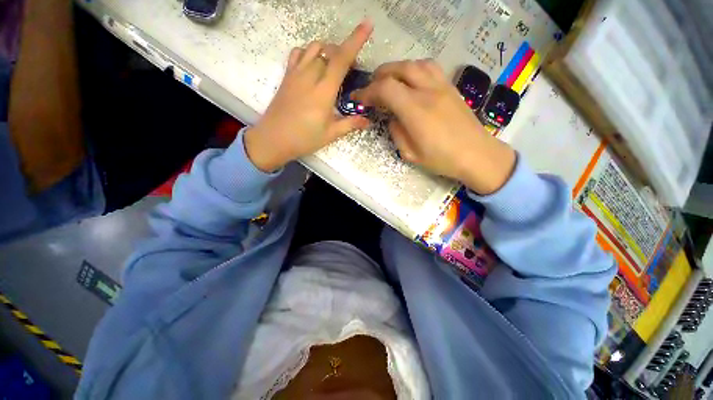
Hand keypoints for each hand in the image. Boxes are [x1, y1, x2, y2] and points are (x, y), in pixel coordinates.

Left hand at [244, 21, 373, 171]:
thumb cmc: (304, 139)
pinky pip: (297, 54)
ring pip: (313, 48)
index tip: (367, 25)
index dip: (355, 41)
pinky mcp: (286, 77)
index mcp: (324, 92)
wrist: (273, 139)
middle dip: (343, 52)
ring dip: (327, 50)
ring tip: (333, 64)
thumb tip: (367, 121)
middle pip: (329, 51)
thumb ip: (350, 124)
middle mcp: (310, 77)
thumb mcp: (330, 134)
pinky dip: (308, 52)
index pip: (341, 60)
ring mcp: (296, 74)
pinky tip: (312, 64)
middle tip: (351, 68)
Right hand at [352, 60, 515, 194]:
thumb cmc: (442, 159)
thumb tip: (392, 118)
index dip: (368, 91)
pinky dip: (414, 69)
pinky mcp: (450, 86)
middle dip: (379, 76)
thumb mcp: (410, 154)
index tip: (359, 99)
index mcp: (415, 111)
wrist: (476, 154)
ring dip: (396, 69)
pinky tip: (411, 81)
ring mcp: (441, 86)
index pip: (385, 89)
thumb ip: (396, 132)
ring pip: (414, 64)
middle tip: (372, 89)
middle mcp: (427, 91)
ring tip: (389, 82)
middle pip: (398, 69)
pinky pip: (429, 67)